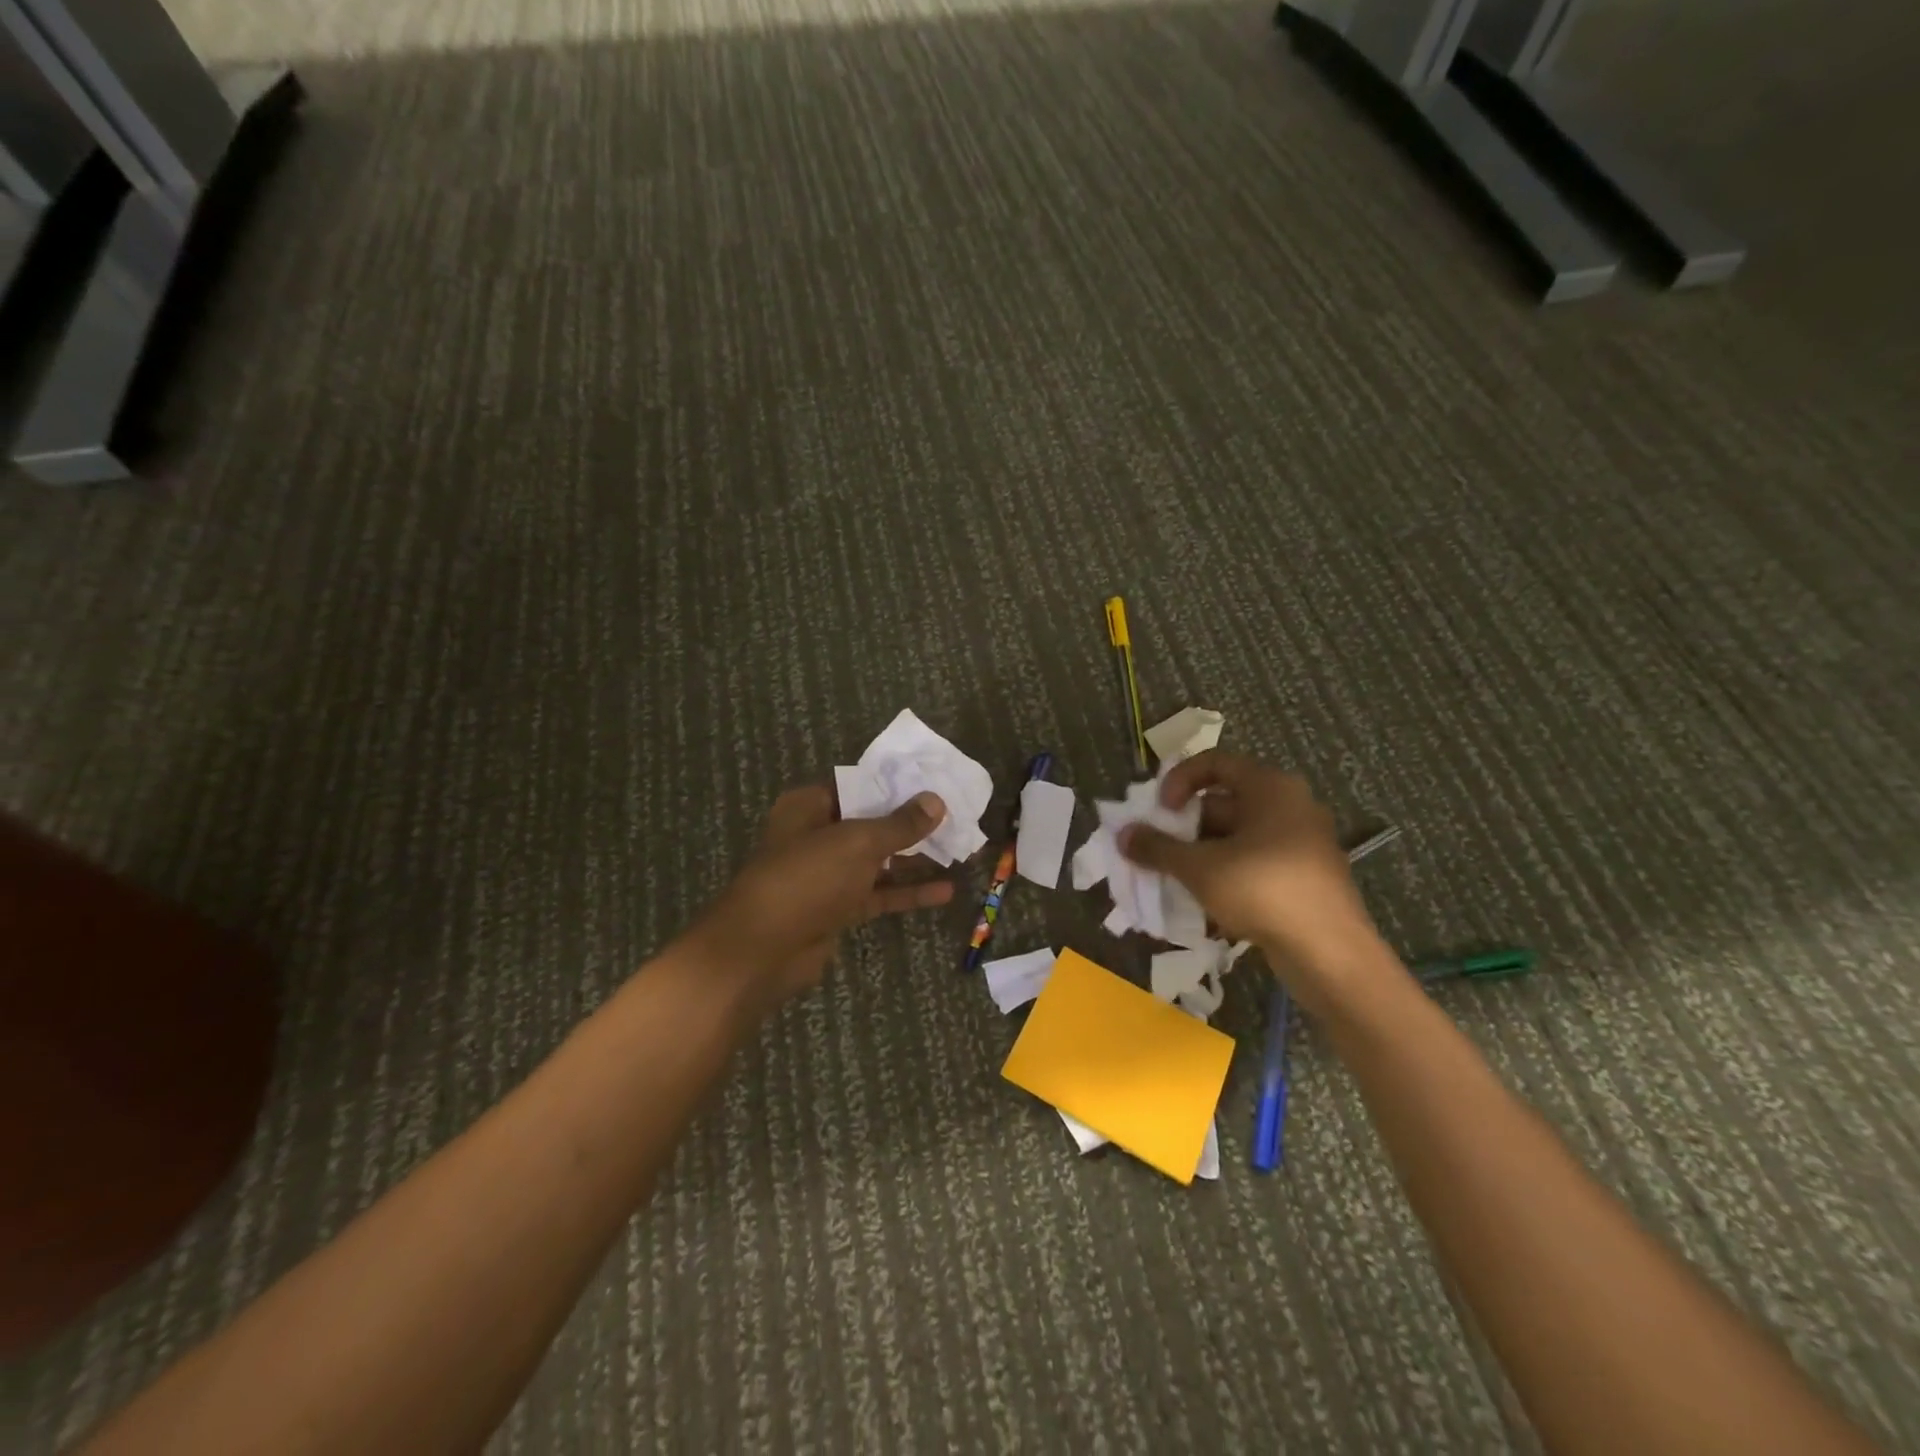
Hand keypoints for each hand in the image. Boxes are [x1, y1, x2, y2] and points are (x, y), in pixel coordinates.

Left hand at [692, 785, 956, 1013]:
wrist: (763, 950)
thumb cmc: (808, 878)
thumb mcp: (858, 843)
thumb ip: (900, 824)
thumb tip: (936, 801)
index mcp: (810, 806)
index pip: (859, 786)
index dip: (896, 785)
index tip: (935, 783)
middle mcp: (817, 835)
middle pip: (871, 823)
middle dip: (912, 823)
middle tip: (956, 817)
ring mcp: (828, 874)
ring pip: (878, 860)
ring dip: (915, 858)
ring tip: (959, 850)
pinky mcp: (838, 908)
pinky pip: (879, 893)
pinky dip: (908, 891)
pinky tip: (945, 890)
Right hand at [1118, 751, 1385, 1009]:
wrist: (1330, 954)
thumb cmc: (1263, 890)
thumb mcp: (1200, 868)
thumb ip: (1158, 848)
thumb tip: (1123, 834)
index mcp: (1270, 788)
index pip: (1214, 763)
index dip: (1179, 780)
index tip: (1160, 811)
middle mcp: (1289, 806)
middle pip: (1224, 802)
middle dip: (1185, 826)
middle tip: (1159, 851)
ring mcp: (1301, 843)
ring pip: (1237, 837)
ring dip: (1201, 855)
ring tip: (1176, 881)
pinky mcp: (1304, 877)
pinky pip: (1254, 863)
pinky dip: (1226, 874)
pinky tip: (1206, 904)